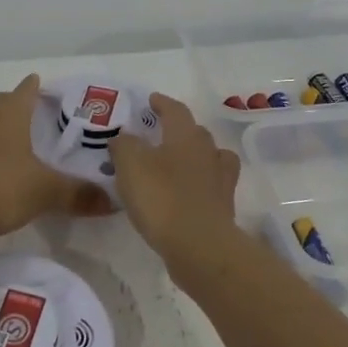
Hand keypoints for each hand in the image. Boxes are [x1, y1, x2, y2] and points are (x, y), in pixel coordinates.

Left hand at [0, 75, 116, 241]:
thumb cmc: (1, 189)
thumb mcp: (46, 192)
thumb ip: (78, 194)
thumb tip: (112, 201)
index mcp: (9, 117)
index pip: (23, 92)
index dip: (33, 87)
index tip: (40, 82)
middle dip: (10, 101)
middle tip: (27, 108)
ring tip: (13, 138)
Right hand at [109, 93, 241, 270]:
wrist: (199, 245)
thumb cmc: (162, 197)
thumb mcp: (130, 164)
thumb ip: (124, 145)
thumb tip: (125, 138)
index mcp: (186, 136)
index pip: (175, 110)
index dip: (162, 103)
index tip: (152, 100)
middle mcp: (208, 152)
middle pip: (196, 133)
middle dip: (178, 130)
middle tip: (159, 134)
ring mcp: (220, 180)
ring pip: (209, 159)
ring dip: (194, 157)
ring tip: (176, 165)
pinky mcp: (223, 207)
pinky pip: (210, 186)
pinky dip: (198, 185)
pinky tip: (184, 194)